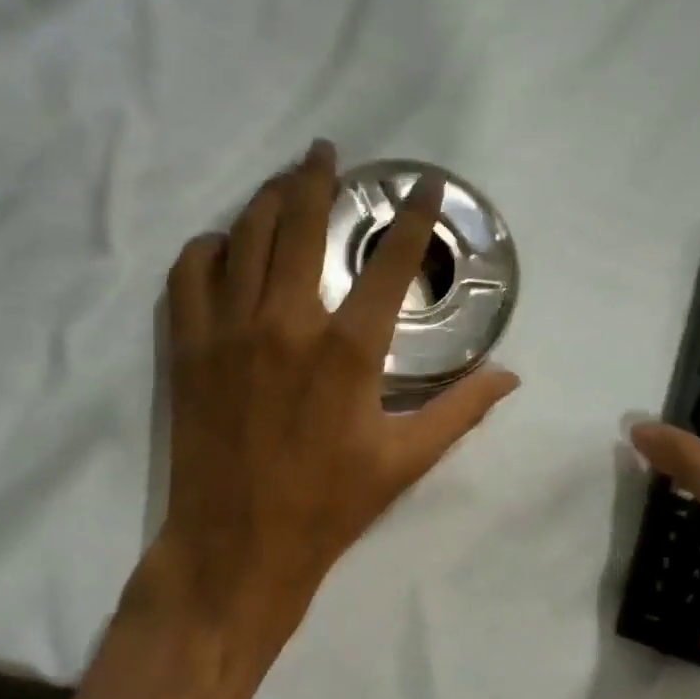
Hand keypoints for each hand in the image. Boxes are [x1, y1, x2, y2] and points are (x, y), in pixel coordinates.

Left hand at [150, 140, 518, 665]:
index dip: (413, 217)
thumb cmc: (327, 506)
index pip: (389, 263)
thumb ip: (461, 410)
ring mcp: (229, 331)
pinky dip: (208, 248)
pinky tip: (224, 245)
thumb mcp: (405, 460)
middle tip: (325, 151)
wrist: (236, 547)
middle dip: (315, 176)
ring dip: (264, 200)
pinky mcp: (188, 348)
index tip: (425, 185)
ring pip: (243, 236)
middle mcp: (286, 323)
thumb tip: (511, 376)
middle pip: (298, 222)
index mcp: (347, 350)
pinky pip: (189, 274)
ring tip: (280, 183)